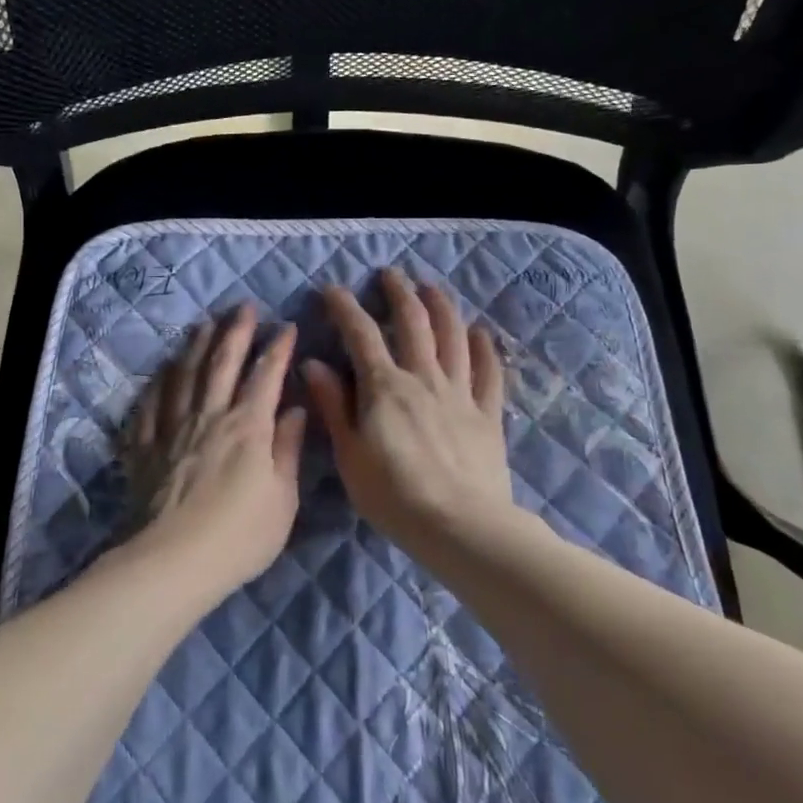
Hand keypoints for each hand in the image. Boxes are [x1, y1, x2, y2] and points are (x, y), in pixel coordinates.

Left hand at [121, 306, 306, 599]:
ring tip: (203, 324)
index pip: (266, 376)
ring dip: (196, 346)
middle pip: (222, 364)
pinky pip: (150, 405)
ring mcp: (172, 428)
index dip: (278, 349)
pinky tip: (162, 371)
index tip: (287, 326)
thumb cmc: (239, 536)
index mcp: (247, 427)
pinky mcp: (145, 447)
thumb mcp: (282, 499)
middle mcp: (209, 416)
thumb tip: (295, 410)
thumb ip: (287, 449)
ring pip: (184, 375)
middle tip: (243, 306)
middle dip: (236, 332)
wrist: (171, 562)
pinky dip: (158, 383)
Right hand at [304, 268, 512, 552]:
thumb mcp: (349, 454)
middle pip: (413, 323)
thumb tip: (313, 363)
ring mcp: (460, 393)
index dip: (345, 308)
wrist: (460, 527)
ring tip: (432, 288)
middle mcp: (424, 378)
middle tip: (391, 274)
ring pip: (453, 337)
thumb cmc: (393, 496)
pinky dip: (484, 348)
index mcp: (385, 387)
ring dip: (442, 307)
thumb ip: (333, 406)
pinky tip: (479, 333)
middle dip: (400, 293)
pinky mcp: (488, 414)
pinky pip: (489, 373)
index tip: (333, 289)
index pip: (361, 334)